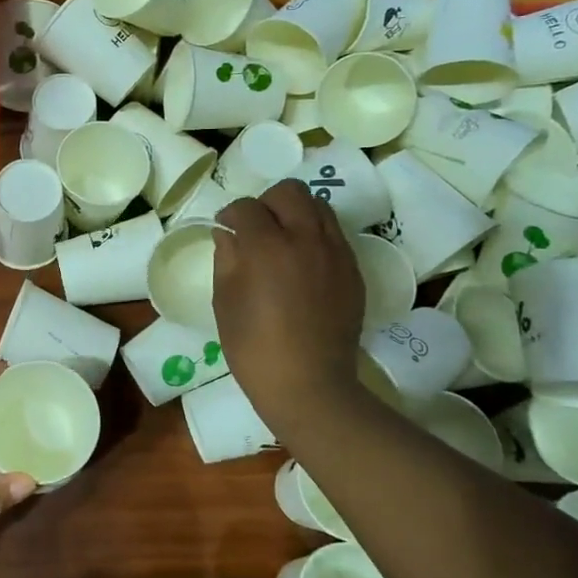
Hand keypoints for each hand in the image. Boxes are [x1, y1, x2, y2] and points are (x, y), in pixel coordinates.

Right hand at [213, 179, 369, 443]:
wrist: (309, 385)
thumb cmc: (254, 348)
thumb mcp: (225, 303)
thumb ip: (226, 260)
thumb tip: (228, 235)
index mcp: (266, 246)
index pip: (246, 208)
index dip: (230, 215)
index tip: (225, 228)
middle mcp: (305, 239)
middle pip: (289, 192)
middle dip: (267, 203)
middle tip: (256, 228)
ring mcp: (335, 253)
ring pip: (319, 206)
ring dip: (296, 214)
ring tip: (283, 240)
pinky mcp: (352, 271)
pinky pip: (334, 235)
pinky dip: (315, 236)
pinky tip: (303, 263)